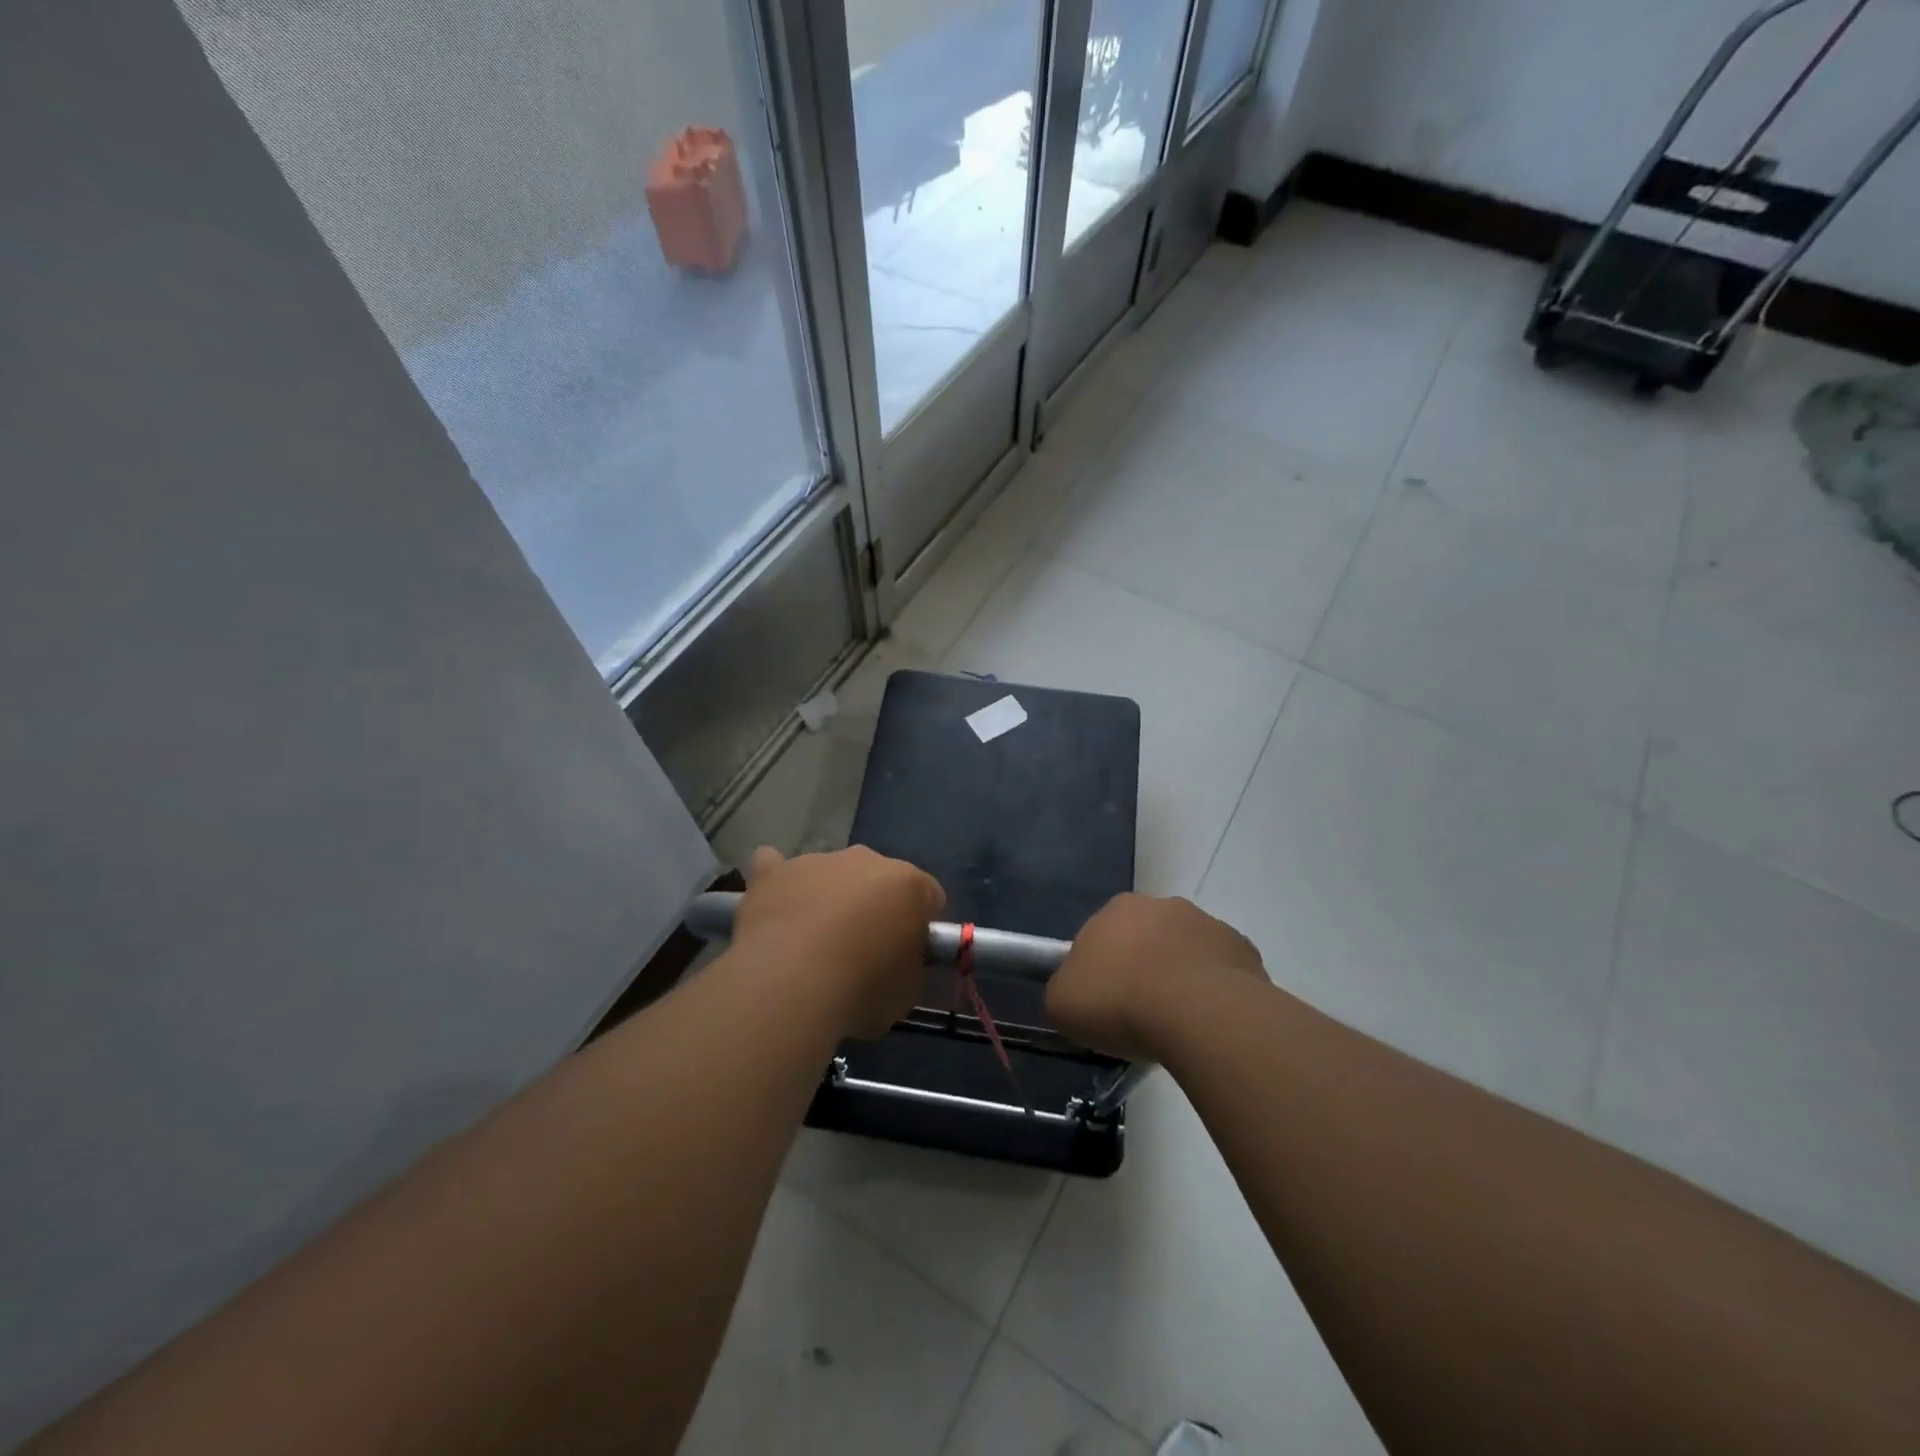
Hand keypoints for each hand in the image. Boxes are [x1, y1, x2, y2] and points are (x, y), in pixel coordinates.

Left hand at [733, 846, 944, 1039]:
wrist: (790, 983)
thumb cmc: (861, 989)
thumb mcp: (906, 992)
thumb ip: (908, 966)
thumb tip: (897, 962)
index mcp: (908, 883)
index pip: (929, 896)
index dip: (921, 926)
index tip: (907, 955)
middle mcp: (865, 860)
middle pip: (878, 879)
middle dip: (874, 907)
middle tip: (862, 951)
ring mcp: (816, 861)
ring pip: (829, 874)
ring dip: (828, 898)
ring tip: (810, 944)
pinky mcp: (774, 872)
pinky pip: (775, 865)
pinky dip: (777, 882)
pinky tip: (773, 905)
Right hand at [1046, 893, 1266, 1061]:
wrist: (1197, 1014)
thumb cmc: (1119, 1002)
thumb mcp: (1062, 1004)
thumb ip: (1063, 991)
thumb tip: (1073, 993)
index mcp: (1117, 908)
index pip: (1101, 936)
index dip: (1100, 971)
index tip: (1103, 1004)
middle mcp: (1163, 905)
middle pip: (1146, 940)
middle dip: (1143, 970)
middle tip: (1139, 1015)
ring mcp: (1208, 925)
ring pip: (1186, 954)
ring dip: (1180, 980)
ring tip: (1178, 1026)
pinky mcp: (1243, 951)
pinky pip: (1221, 974)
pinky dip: (1214, 995)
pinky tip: (1209, 1025)